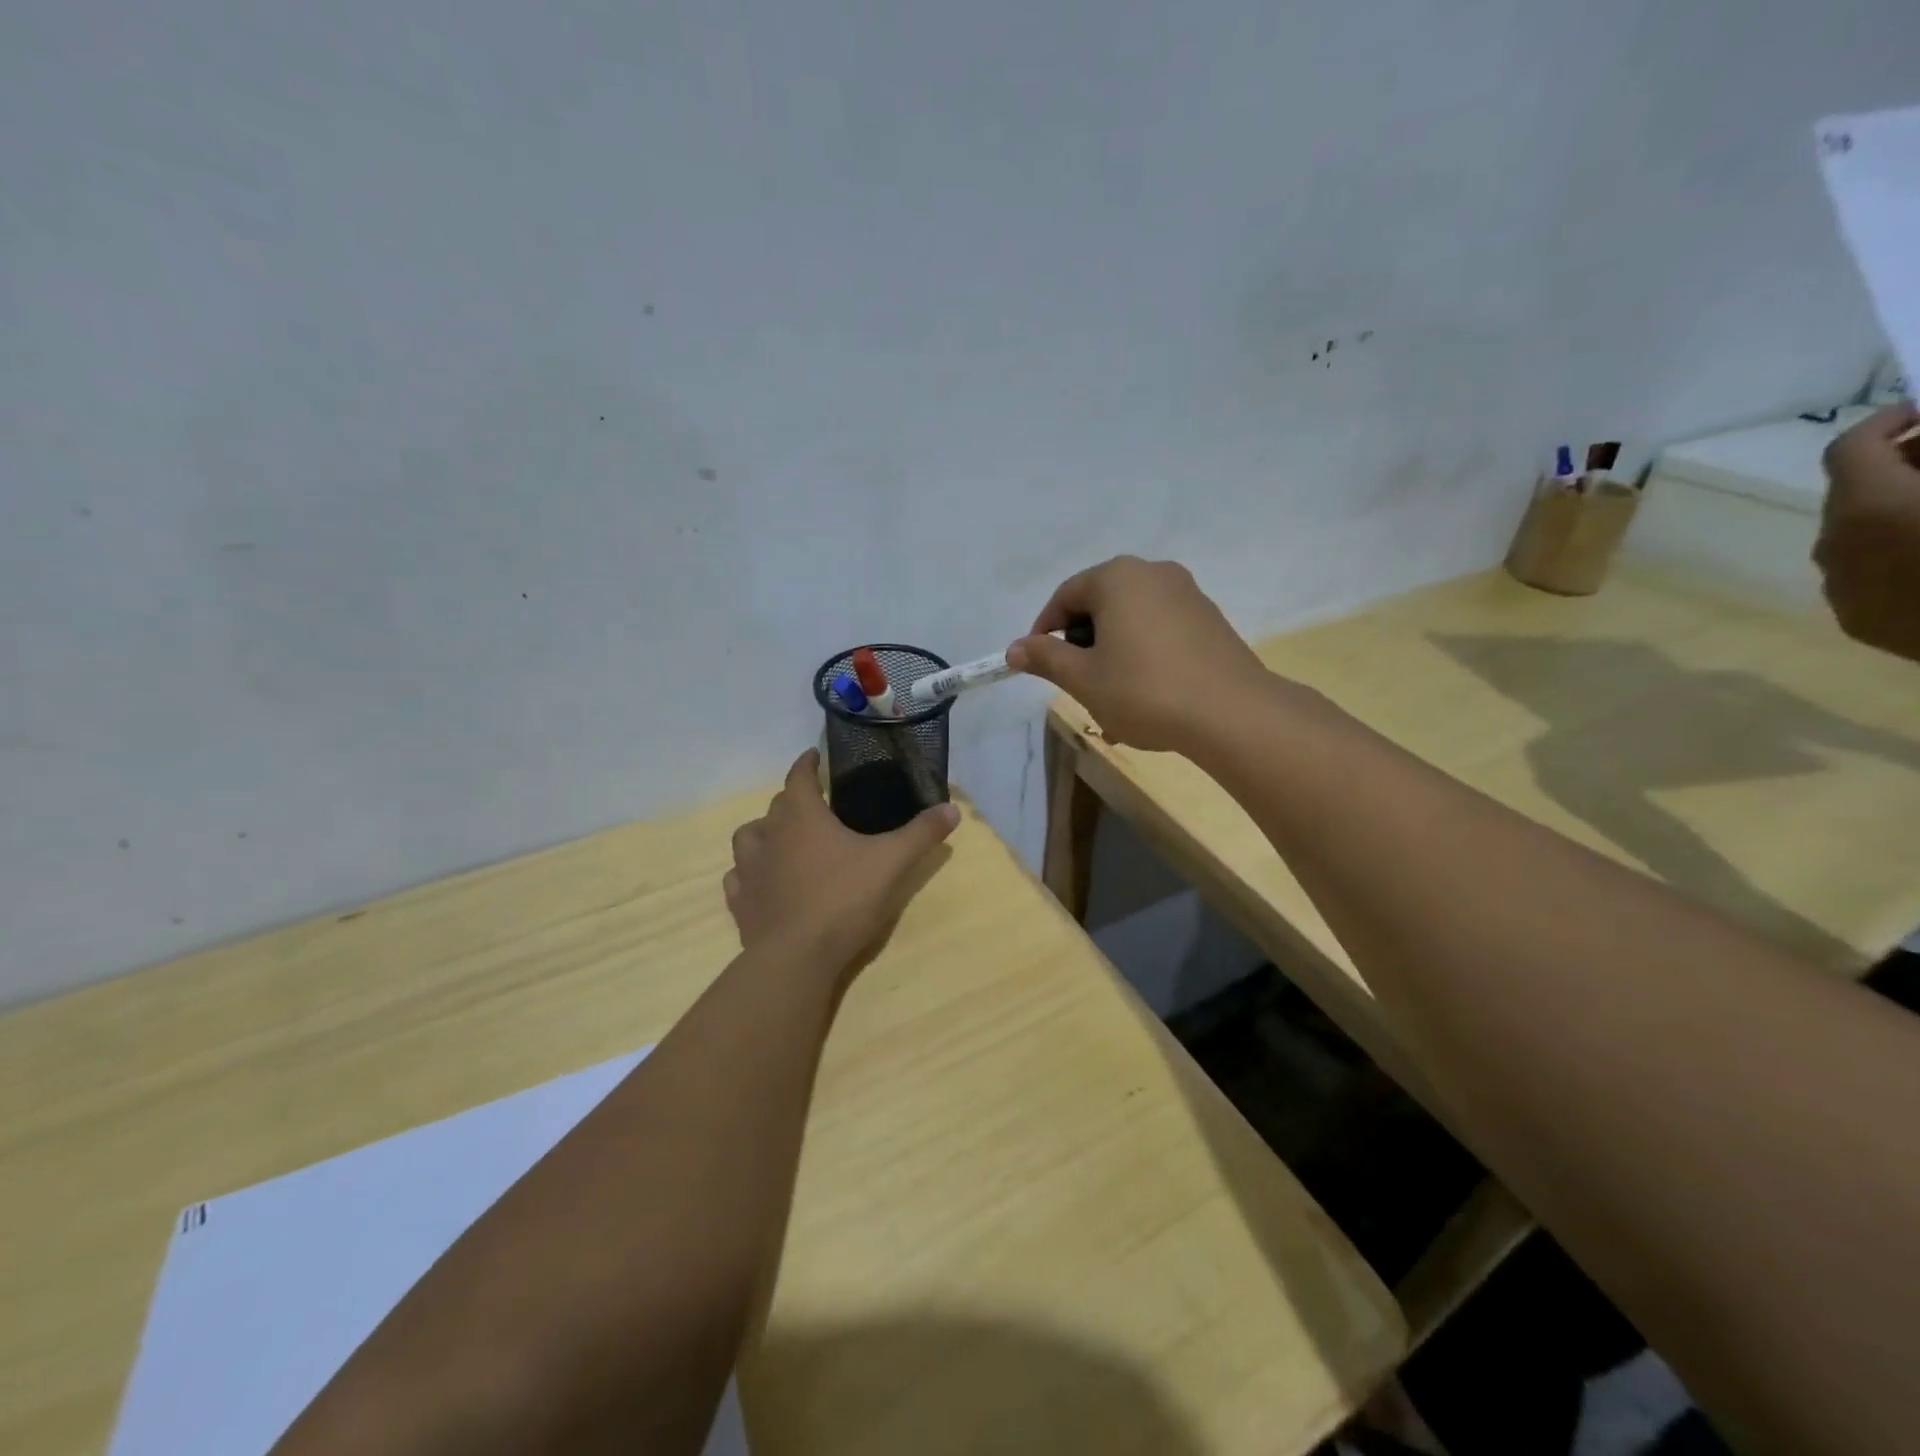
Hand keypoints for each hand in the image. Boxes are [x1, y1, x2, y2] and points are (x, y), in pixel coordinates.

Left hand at [725, 749, 958, 973]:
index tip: (814, 755)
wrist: (797, 957)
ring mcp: (749, 869)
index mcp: (801, 816)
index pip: (799, 776)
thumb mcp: (892, 862)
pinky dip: (750, 872)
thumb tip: (952, 808)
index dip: (807, 763)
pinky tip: (764, 882)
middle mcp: (769, 834)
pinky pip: (739, 877)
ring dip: (765, 832)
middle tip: (815, 805)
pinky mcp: (741, 902)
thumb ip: (921, 833)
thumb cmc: (844, 899)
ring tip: (783, 840)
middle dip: (794, 799)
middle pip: (777, 805)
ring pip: (749, 837)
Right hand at [1006, 555, 1268, 750]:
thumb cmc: (1144, 690)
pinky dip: (1143, 654)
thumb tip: (1014, 649)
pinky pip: (1161, 629)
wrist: (1232, 713)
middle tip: (1076, 681)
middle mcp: (1154, 573)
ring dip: (1112, 651)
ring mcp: (1188, 594)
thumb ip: (1045, 658)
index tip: (1038, 663)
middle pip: (1100, 603)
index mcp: (1117, 577)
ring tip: (1110, 695)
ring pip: (1132, 619)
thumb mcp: (1083, 679)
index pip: (1066, 596)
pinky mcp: (1210, 620)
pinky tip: (1146, 693)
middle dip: (1082, 642)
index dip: (1044, 631)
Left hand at [1817, 404, 1919, 663]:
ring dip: (1897, 508)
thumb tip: (1919, 447)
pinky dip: (1896, 548)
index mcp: (1867, 507)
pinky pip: (1867, 572)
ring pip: (1856, 533)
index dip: (1885, 422)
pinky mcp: (1859, 622)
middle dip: (1901, 464)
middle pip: (1851, 491)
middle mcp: (1834, 548)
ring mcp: (1840, 589)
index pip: (1847, 450)